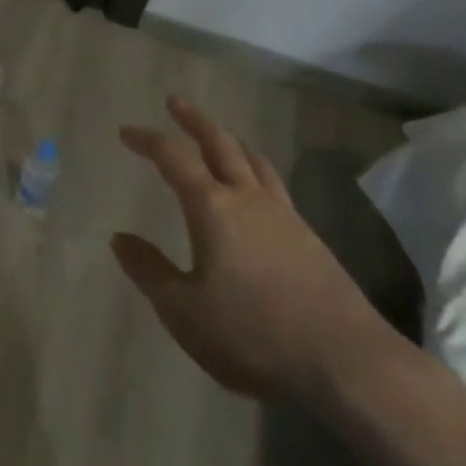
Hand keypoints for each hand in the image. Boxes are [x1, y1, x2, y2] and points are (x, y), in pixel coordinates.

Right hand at [112, 96, 390, 402]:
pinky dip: (256, 172)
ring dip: (230, 141)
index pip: (173, 157)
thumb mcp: (184, 311)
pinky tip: (258, 192)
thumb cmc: (253, 334)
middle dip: (194, 120)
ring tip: (219, 138)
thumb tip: (119, 238)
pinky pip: (275, 186)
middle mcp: (248, 198)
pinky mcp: (311, 239)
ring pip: (254, 161)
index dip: (147, 140)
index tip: (126, 132)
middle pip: (219, 143)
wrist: (346, 362)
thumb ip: (149, 271)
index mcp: (212, 206)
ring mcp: (285, 216)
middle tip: (175, 103)